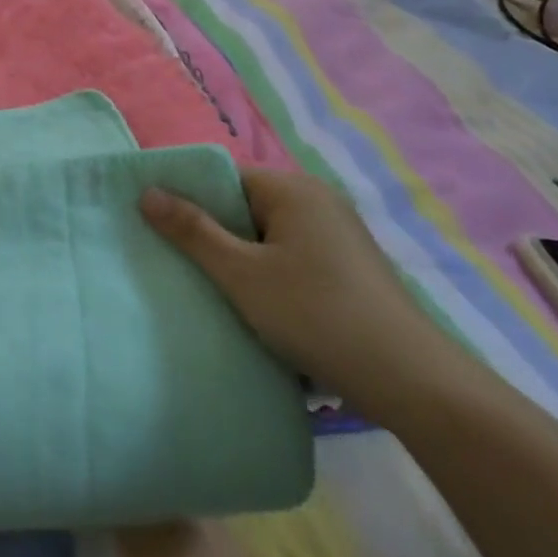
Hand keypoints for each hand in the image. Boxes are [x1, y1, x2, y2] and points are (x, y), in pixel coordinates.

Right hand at [140, 169, 468, 414]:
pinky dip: (269, 270)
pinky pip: (291, 253)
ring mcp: (338, 233)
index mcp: (291, 188)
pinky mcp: (349, 265)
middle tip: (182, 261)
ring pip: (268, 232)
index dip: (189, 198)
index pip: (224, 176)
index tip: (160, 226)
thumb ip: (191, 230)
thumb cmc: (315, 314)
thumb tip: (147, 191)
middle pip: (245, 203)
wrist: (410, 380)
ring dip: (240, 255)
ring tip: (215, 286)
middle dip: (213, 230)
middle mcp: (317, 199)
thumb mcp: (240, 274)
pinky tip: (259, 303)